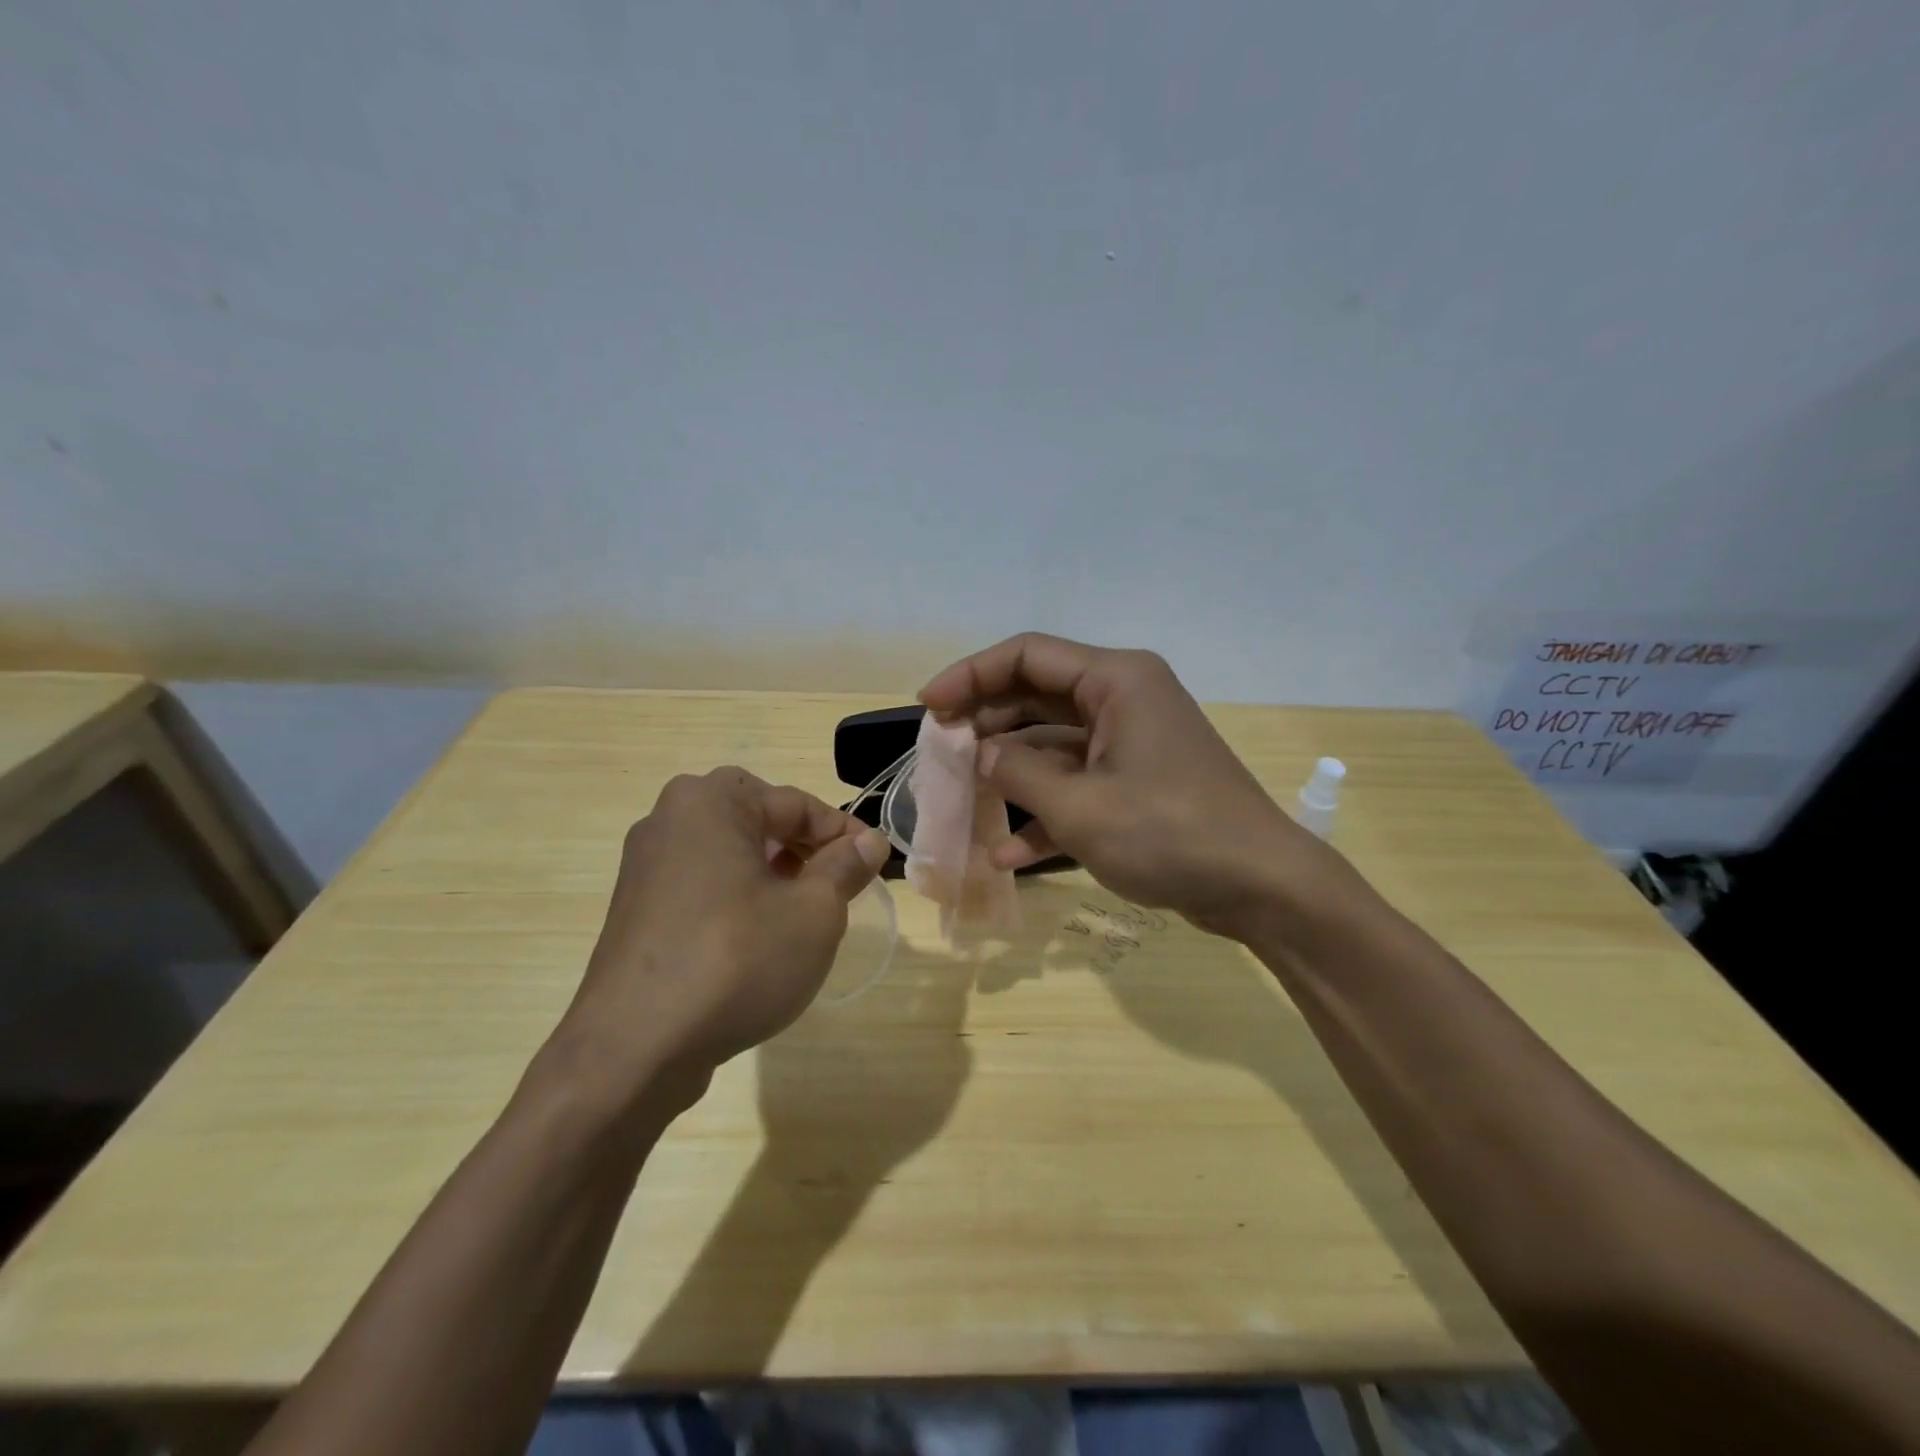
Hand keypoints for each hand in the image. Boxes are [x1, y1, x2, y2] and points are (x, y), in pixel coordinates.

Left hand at [561, 768, 891, 1100]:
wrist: (633, 1048)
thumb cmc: (735, 961)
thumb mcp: (813, 913)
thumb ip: (845, 867)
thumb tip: (870, 842)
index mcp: (710, 802)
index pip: (796, 803)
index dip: (843, 833)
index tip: (874, 863)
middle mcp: (669, 819)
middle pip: (758, 820)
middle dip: (804, 847)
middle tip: (837, 885)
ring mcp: (645, 865)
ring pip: (729, 852)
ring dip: (772, 872)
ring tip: (802, 913)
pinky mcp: (636, 908)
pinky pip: (701, 883)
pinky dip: (737, 895)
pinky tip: (757, 938)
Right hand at [919, 633, 1339, 936]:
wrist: (1262, 888)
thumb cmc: (1170, 834)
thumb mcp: (1080, 807)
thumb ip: (1018, 774)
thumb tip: (981, 756)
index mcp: (1116, 681)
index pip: (1026, 655)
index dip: (970, 675)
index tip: (929, 707)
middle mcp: (1123, 699)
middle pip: (1036, 696)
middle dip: (986, 724)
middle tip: (941, 754)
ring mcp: (1131, 742)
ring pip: (1053, 743)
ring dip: (1010, 773)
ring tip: (963, 799)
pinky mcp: (1137, 782)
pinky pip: (1078, 782)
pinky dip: (1045, 810)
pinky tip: (1007, 852)